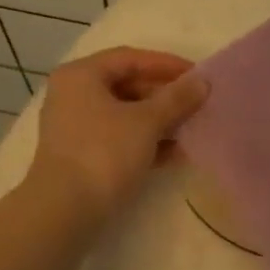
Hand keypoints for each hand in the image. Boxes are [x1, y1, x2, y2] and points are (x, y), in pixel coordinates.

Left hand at [29, 47, 207, 224]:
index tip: (198, 76)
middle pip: (127, 86)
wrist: (65, 210)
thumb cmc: (104, 153)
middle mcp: (74, 95)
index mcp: (81, 76)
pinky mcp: (82, 156)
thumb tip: (203, 81)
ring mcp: (76, 127)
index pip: (130, 58)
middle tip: (197, 105)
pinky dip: (146, 142)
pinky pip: (120, 138)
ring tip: (192, 129)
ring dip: (159, 121)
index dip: (167, 65)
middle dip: (165, 96)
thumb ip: (176, 99)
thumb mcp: (146, 122)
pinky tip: (175, 154)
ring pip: (126, 115)